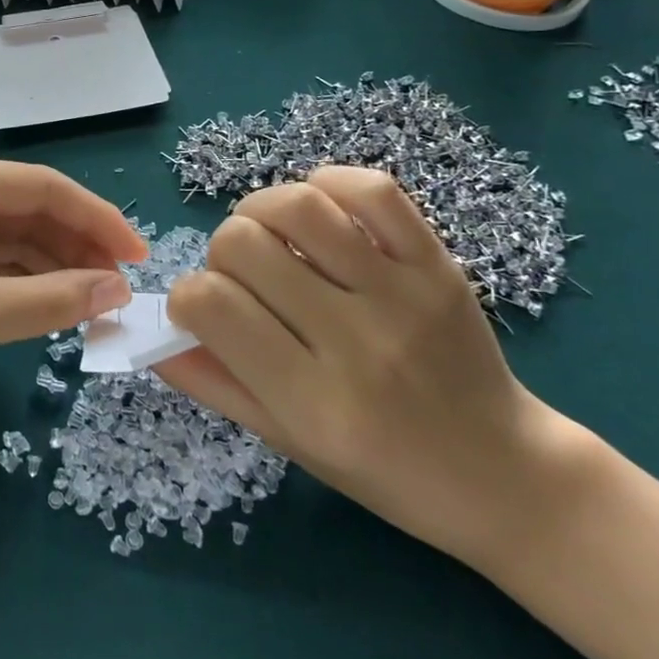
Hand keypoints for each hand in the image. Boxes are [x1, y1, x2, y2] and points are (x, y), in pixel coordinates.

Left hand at [0, 156, 145, 430]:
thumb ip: (51, 301)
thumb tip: (118, 291)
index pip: (43, 187)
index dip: (98, 221)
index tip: (140, 259)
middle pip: (26, 210)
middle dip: (76, 248)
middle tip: (119, 294)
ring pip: (7, 238)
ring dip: (49, 268)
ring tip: (94, 305)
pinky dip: (17, 282)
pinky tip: (48, 307)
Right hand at [159, 167, 579, 566]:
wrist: (503, 475)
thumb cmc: (384, 472)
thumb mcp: (288, 443)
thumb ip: (215, 384)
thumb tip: (155, 334)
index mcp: (311, 402)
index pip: (209, 306)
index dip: (185, 296)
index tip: (201, 309)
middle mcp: (354, 342)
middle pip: (243, 245)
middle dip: (221, 252)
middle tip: (242, 277)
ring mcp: (401, 296)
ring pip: (298, 207)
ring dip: (260, 209)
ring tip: (271, 235)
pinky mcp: (438, 264)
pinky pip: (372, 190)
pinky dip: (328, 183)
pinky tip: (319, 211)